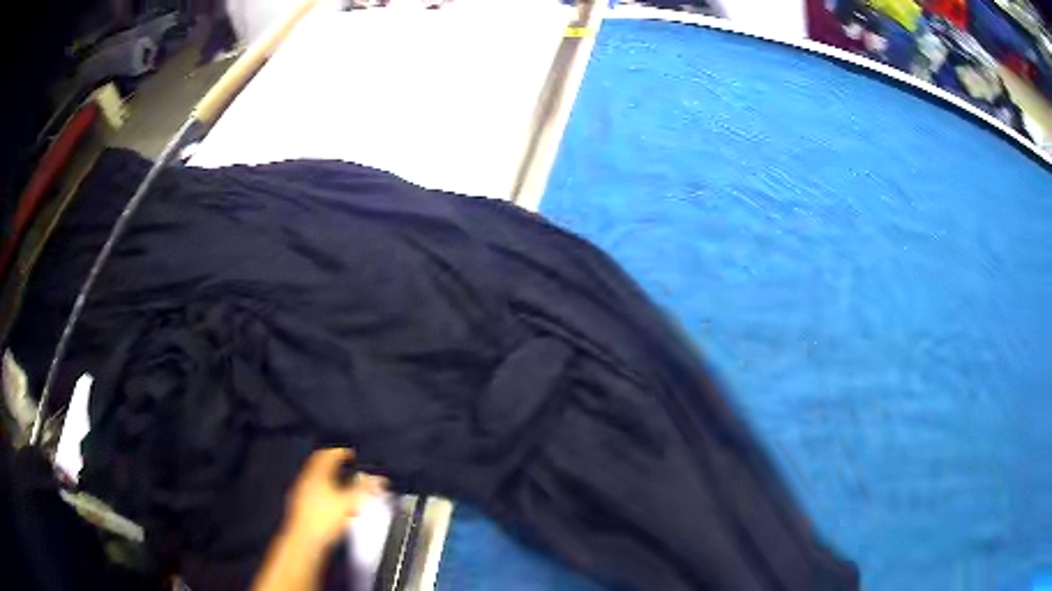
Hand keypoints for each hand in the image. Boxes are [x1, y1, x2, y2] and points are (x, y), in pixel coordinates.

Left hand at [283, 448, 387, 548]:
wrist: (305, 540)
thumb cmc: (324, 519)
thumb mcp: (349, 502)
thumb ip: (363, 488)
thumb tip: (378, 478)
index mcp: (317, 473)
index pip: (327, 455)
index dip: (341, 452)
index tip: (350, 454)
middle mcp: (306, 479)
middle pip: (319, 464)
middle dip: (334, 464)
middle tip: (346, 466)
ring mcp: (301, 492)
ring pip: (316, 478)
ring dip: (329, 478)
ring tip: (342, 486)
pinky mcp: (300, 505)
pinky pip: (313, 491)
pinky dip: (324, 491)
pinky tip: (332, 503)